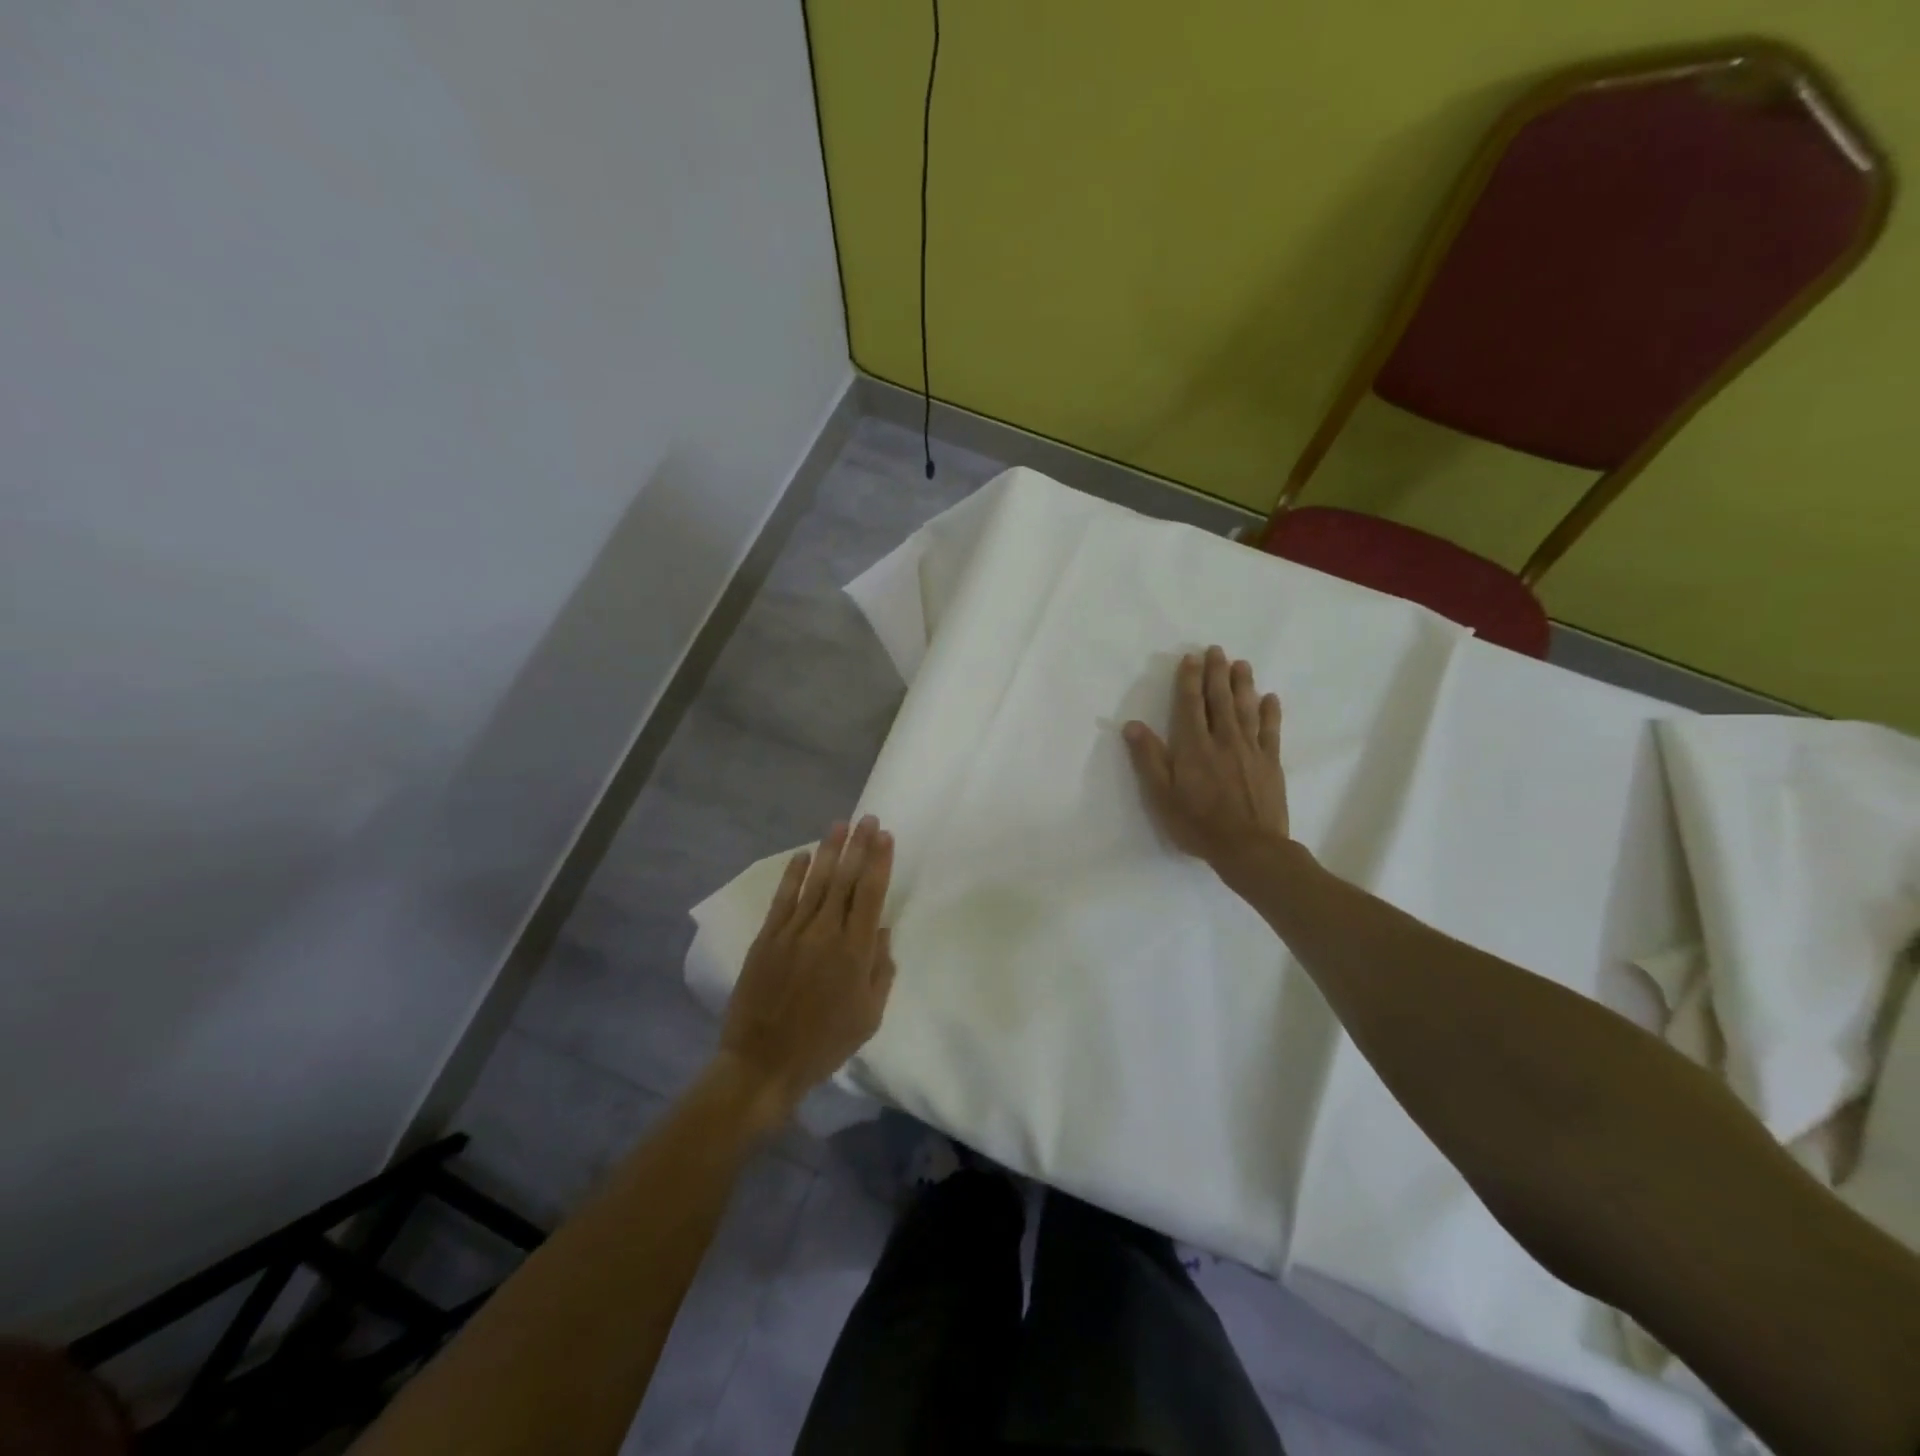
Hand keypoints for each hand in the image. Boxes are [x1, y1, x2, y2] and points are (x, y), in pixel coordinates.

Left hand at [714, 816, 897, 1120]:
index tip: (885, 836)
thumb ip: (880, 971)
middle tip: (868, 818)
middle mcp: (826, 933)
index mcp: (855, 952)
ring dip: (829, 851)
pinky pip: (783, 898)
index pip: (871, 894)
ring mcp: (793, 932)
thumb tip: (881, 932)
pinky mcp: (767, 938)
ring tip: (840, 825)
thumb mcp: (869, 1017)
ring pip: (815, 882)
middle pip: (845, 879)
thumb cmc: (824, 1044)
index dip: (879, 862)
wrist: (764, 1063)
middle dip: (859, 846)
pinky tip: (802, 855)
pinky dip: (793, 875)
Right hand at [1123, 646, 1289, 881]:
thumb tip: (1132, 725)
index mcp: (1194, 746)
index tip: (1191, 658)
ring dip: (1243, 684)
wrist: (1249, 847)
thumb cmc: (1198, 824)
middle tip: (1217, 650)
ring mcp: (1250, 750)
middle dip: (1217, 673)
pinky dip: (1270, 713)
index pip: (1190, 705)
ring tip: (1242, 664)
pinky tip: (1270, 699)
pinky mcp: (1270, 763)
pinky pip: (1270, 731)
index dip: (1189, 680)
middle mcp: (1223, 740)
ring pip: (1246, 709)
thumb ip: (1149, 759)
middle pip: (1220, 699)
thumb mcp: (1161, 795)